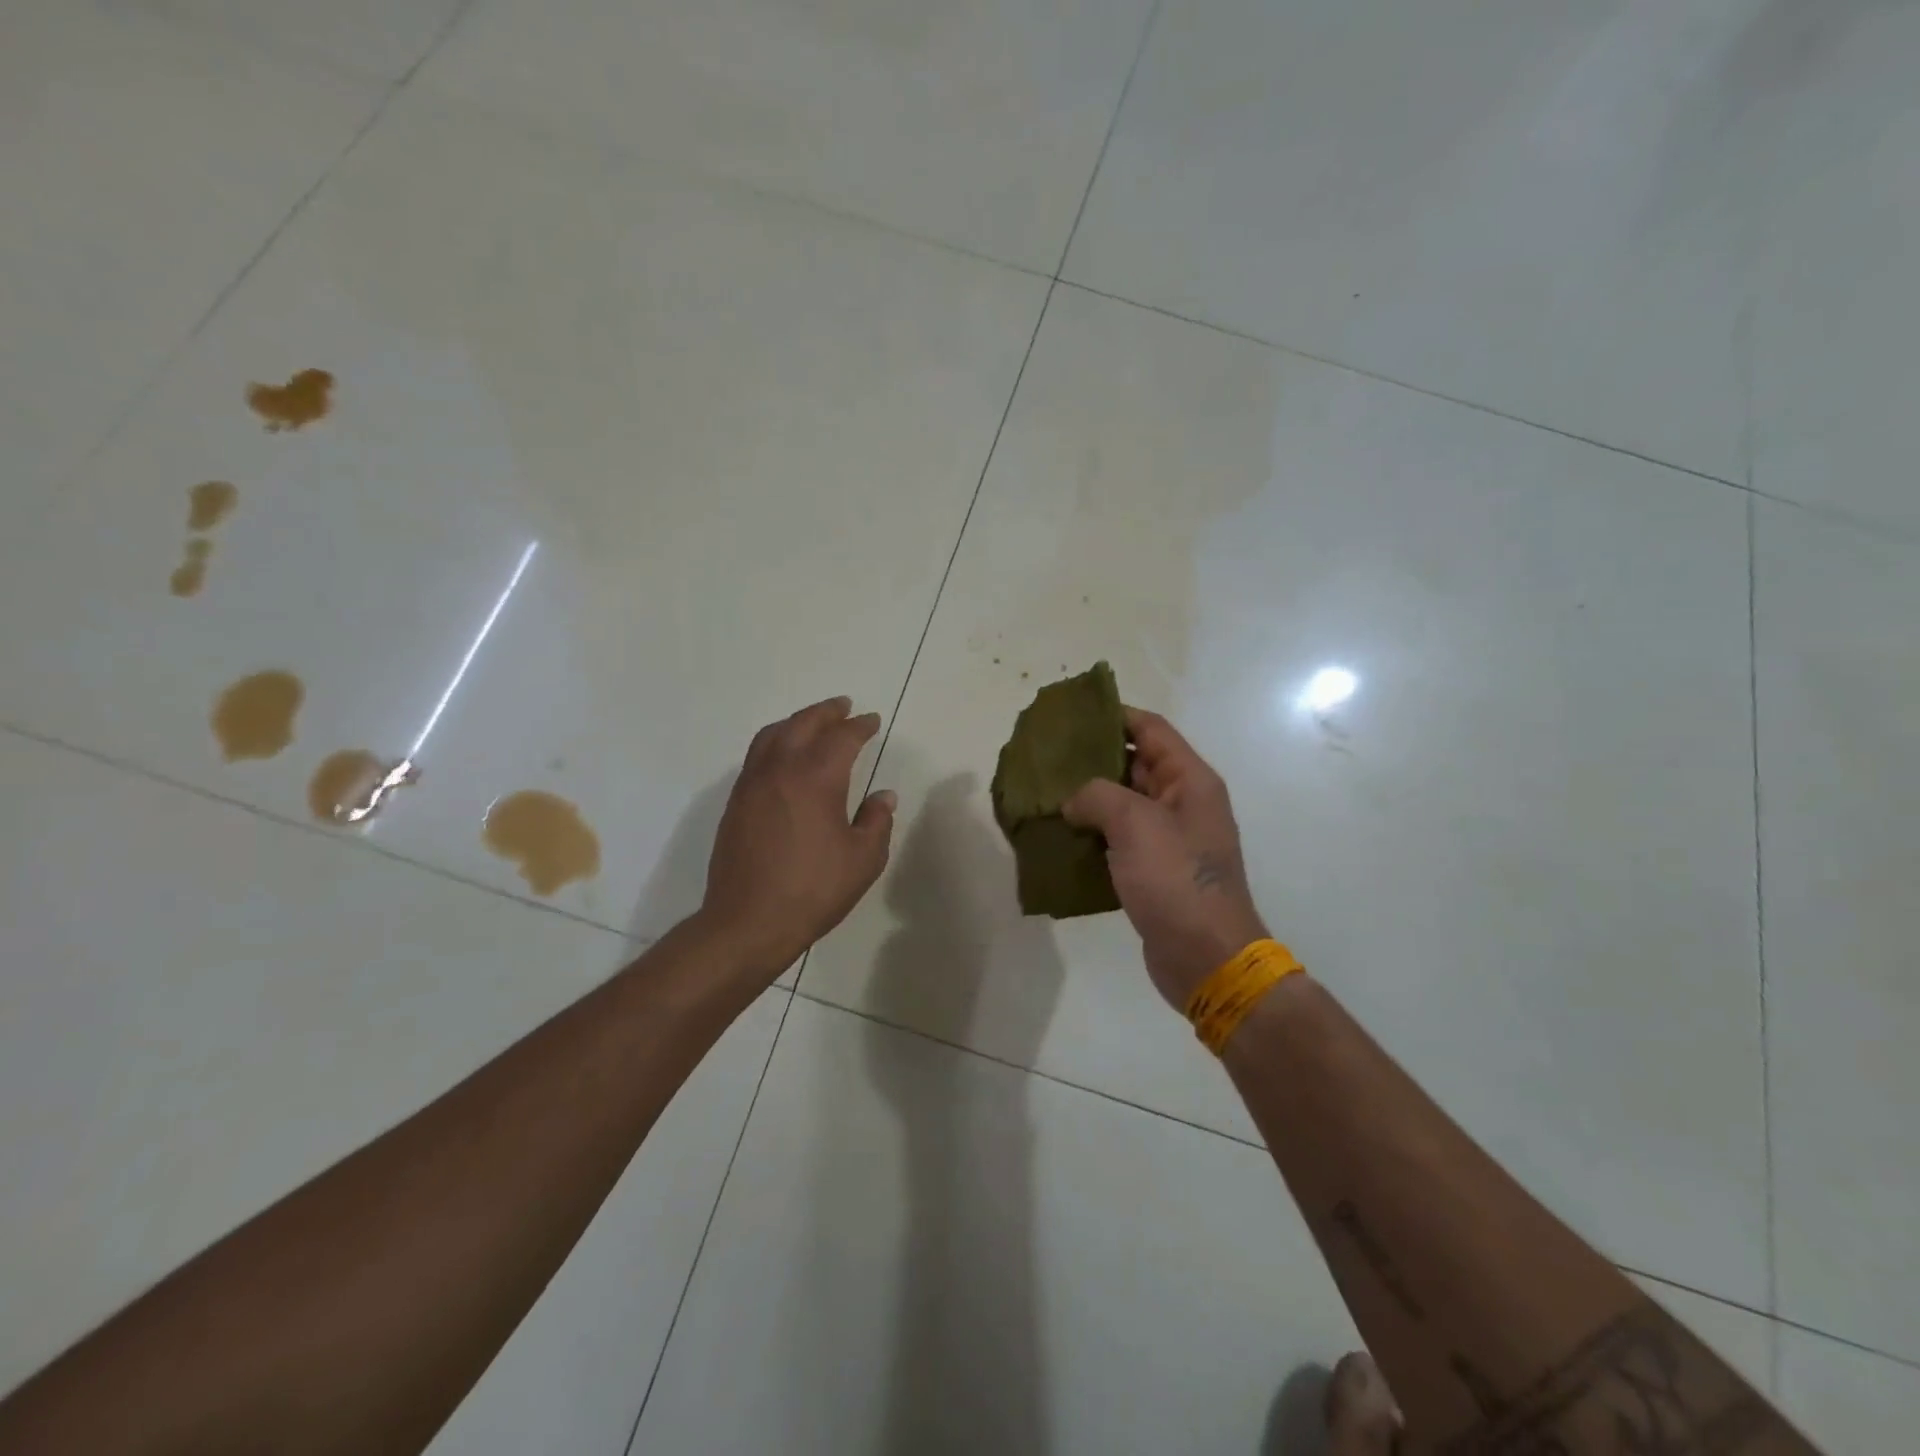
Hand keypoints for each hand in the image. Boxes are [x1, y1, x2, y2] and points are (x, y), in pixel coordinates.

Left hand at [700, 696, 896, 977]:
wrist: (748, 921)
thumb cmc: (813, 890)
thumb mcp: (863, 860)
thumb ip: (877, 821)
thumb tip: (883, 796)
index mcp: (816, 778)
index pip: (842, 737)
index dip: (860, 726)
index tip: (872, 721)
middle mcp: (780, 769)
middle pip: (803, 723)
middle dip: (826, 712)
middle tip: (844, 706)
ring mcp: (752, 784)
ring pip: (773, 734)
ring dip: (797, 721)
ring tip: (813, 723)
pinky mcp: (736, 802)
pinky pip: (756, 755)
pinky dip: (776, 741)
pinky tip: (785, 756)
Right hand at [1063, 709, 1267, 1010]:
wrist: (1206, 958)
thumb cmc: (1176, 881)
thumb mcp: (1135, 824)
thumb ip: (1097, 796)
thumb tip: (1073, 801)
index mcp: (1190, 780)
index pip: (1150, 730)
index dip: (1113, 716)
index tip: (1071, 715)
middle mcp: (1183, 803)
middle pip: (1135, 764)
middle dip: (1093, 758)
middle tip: (1047, 756)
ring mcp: (1169, 839)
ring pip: (1123, 804)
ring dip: (1088, 799)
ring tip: (1045, 794)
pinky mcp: (1154, 871)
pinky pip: (1119, 840)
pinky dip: (1092, 834)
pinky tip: (1059, 836)